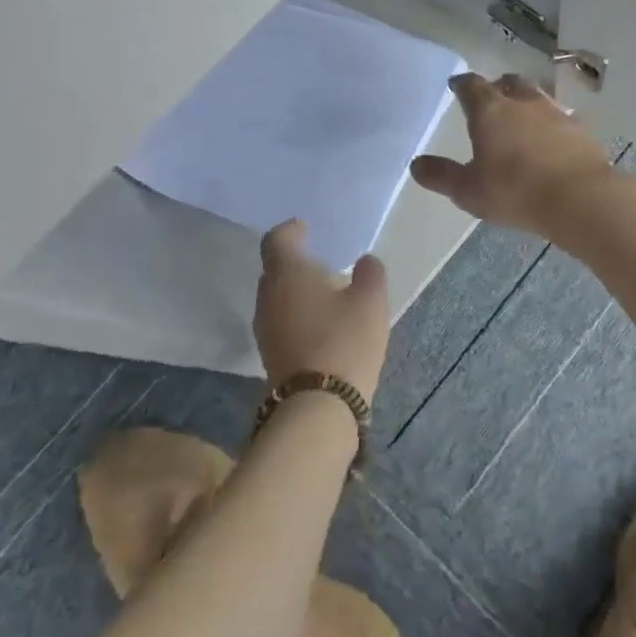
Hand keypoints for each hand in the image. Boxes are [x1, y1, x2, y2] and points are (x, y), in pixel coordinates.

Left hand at [254, 220, 390, 403]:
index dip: (291, 230)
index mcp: (287, 271)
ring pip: (277, 297)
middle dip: (296, 263)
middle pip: (275, 268)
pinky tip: (322, 326)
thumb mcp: (371, 300)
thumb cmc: (344, 340)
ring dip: (297, 292)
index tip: (307, 230)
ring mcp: (265, 328)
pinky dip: (297, 316)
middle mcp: (268, 295)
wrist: (318, 407)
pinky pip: (281, 322)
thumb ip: (370, 273)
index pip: (277, 238)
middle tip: (324, 264)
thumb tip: (365, 262)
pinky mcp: (269, 355)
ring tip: (327, 297)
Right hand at [409, 72, 618, 239]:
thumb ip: (441, 175)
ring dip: (527, 102)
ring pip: (538, 96)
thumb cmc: (515, 191)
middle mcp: (523, 103)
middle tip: (492, 95)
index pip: (472, 86)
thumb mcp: (468, 190)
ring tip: (523, 115)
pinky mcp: (581, 130)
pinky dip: (552, 123)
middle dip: (499, 86)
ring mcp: (556, 113)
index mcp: (490, 111)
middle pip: (509, 83)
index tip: (457, 85)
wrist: (580, 198)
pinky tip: (552, 139)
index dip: (462, 84)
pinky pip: (562, 118)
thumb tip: (416, 164)